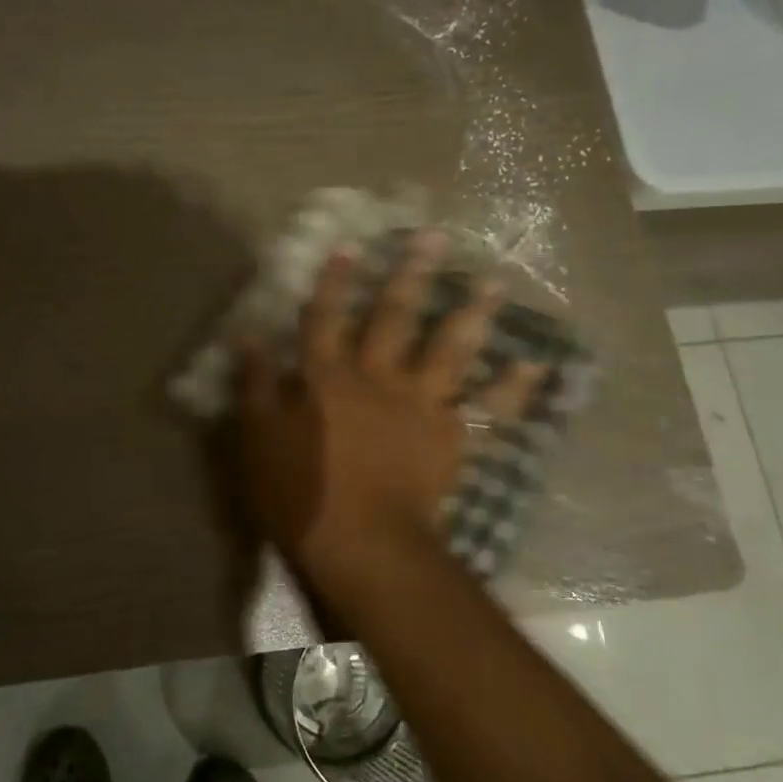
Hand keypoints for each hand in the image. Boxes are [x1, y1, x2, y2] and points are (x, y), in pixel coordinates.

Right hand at [236, 232, 544, 599]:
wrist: (363, 544)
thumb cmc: (302, 495)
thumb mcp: (259, 440)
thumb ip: (255, 387)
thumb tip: (246, 337)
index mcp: (327, 378)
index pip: (326, 318)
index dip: (335, 281)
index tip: (350, 246)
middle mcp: (377, 378)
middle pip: (395, 318)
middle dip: (412, 275)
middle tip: (436, 237)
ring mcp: (420, 405)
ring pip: (449, 350)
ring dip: (472, 313)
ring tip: (493, 281)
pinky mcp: (451, 436)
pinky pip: (488, 408)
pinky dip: (514, 388)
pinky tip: (536, 364)